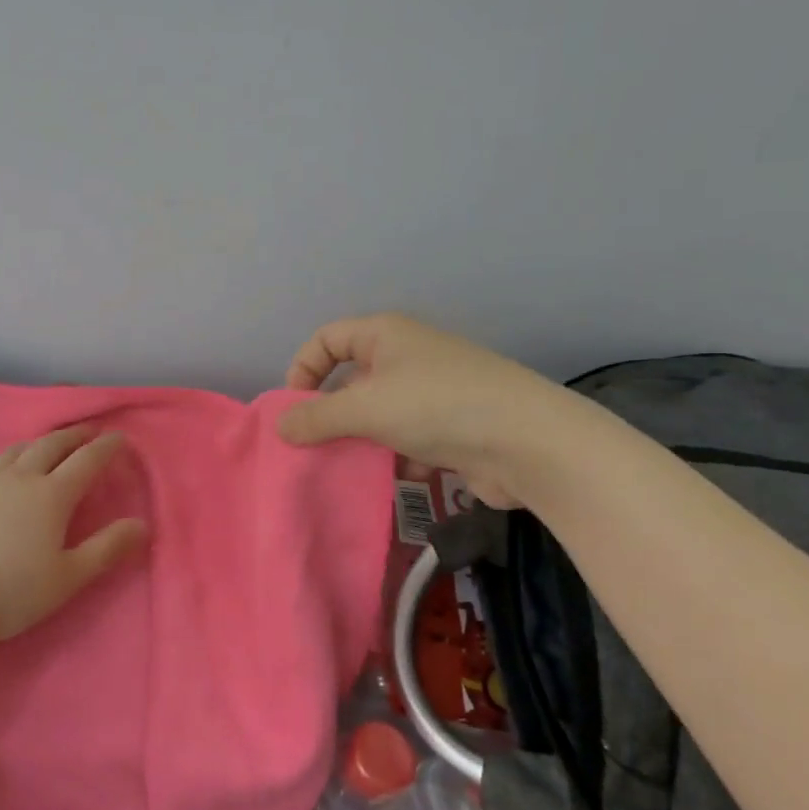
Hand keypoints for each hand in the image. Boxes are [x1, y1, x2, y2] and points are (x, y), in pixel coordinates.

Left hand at [0, 427, 148, 642]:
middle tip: (87, 431)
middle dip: (72, 436)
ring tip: (45, 444)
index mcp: (52, 496)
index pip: (86, 461)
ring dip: (36, 443)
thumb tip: (142, 525)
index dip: (106, 447)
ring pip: (14, 452)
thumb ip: (107, 548)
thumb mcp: (69, 577)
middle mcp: (19, 480)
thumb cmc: (11, 592)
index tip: (119, 437)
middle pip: (50, 446)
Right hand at [278, 312, 550, 508]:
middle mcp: (408, 355)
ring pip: (380, 414)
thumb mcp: (366, 409)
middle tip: (315, 447)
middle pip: (352, 380)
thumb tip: (280, 426)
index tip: (294, 410)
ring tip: (354, 467)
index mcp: (385, 335)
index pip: (327, 339)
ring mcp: (434, 391)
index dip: (303, 369)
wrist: (528, 442)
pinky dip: (401, 455)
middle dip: (333, 414)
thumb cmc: (436, 407)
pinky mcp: (453, 426)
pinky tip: (405, 474)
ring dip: (366, 440)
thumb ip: (317, 417)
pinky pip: (410, 437)